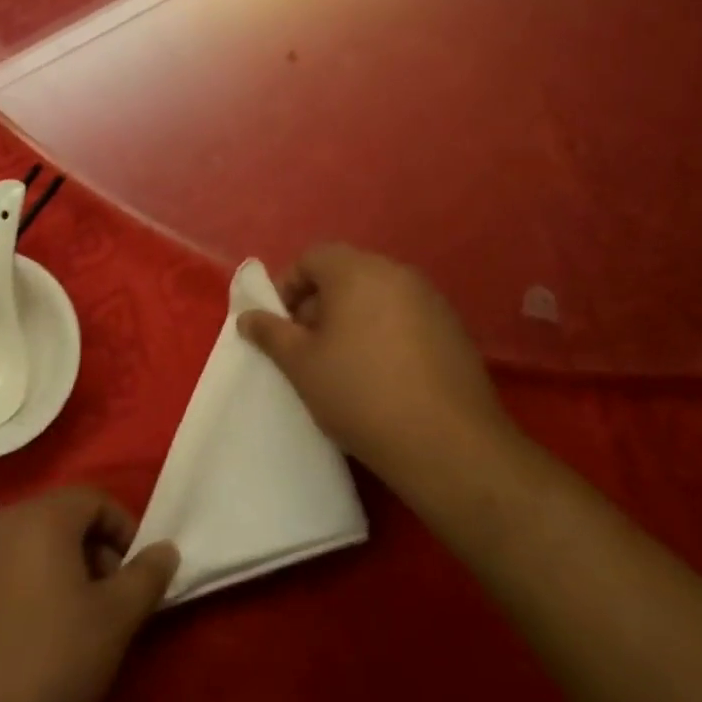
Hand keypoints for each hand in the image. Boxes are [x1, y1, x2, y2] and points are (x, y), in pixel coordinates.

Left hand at [0, 487, 178, 701]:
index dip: (124, 531)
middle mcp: (3, 520)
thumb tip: (166, 548)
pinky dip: (22, 589)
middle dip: (92, 552)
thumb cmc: (49, 658)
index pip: (94, 499)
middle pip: (60, 519)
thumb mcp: (115, 620)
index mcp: (43, 515)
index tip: (134, 576)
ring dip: (57, 571)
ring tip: (69, 624)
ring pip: (28, 546)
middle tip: (106, 603)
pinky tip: (26, 639)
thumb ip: (146, 576)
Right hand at [238, 244, 513, 491]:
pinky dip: (384, 334)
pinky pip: (405, 318)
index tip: (281, 326)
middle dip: (319, 304)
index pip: (313, 257)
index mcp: (358, 271)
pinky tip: (382, 376)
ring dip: (352, 319)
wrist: (448, 444)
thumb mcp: (301, 365)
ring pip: (377, 296)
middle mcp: (397, 274)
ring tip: (342, 365)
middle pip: (346, 274)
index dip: (289, 287)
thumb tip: (247, 316)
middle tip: (306, 347)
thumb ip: (270, 333)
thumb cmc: (360, 394)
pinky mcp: (453, 330)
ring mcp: (432, 301)